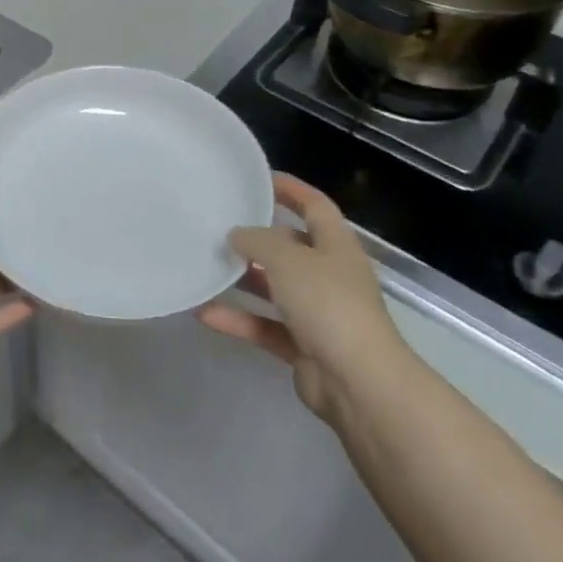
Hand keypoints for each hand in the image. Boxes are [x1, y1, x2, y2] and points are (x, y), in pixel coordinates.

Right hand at [199, 173, 406, 419]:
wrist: (358, 383)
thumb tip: (237, 235)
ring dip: (244, 280)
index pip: (315, 206)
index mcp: (337, 246)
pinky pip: (265, 326)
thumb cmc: (327, 304)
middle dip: (259, 238)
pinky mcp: (304, 347)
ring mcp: (319, 313)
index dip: (291, 189)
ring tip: (206, 266)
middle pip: (292, 248)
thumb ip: (257, 241)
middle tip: (220, 226)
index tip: (259, 178)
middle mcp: (330, 275)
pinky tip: (204, 313)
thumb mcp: (287, 258)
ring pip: (275, 288)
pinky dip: (238, 319)